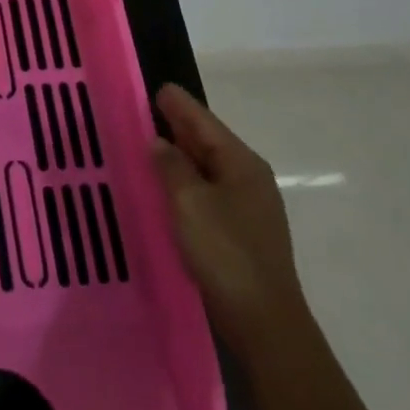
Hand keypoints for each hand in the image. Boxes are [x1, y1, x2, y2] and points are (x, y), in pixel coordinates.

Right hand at [151, 83, 308, 355]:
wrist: (264, 322)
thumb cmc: (225, 254)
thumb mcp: (189, 203)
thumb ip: (171, 166)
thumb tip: (159, 141)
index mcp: (241, 163)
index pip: (203, 121)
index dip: (177, 104)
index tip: (155, 87)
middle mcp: (248, 177)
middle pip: (207, 141)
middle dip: (177, 125)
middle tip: (144, 110)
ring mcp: (248, 205)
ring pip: (207, 167)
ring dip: (179, 154)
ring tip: (148, 143)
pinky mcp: (241, 230)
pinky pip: (208, 190)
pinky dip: (186, 180)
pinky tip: (166, 185)